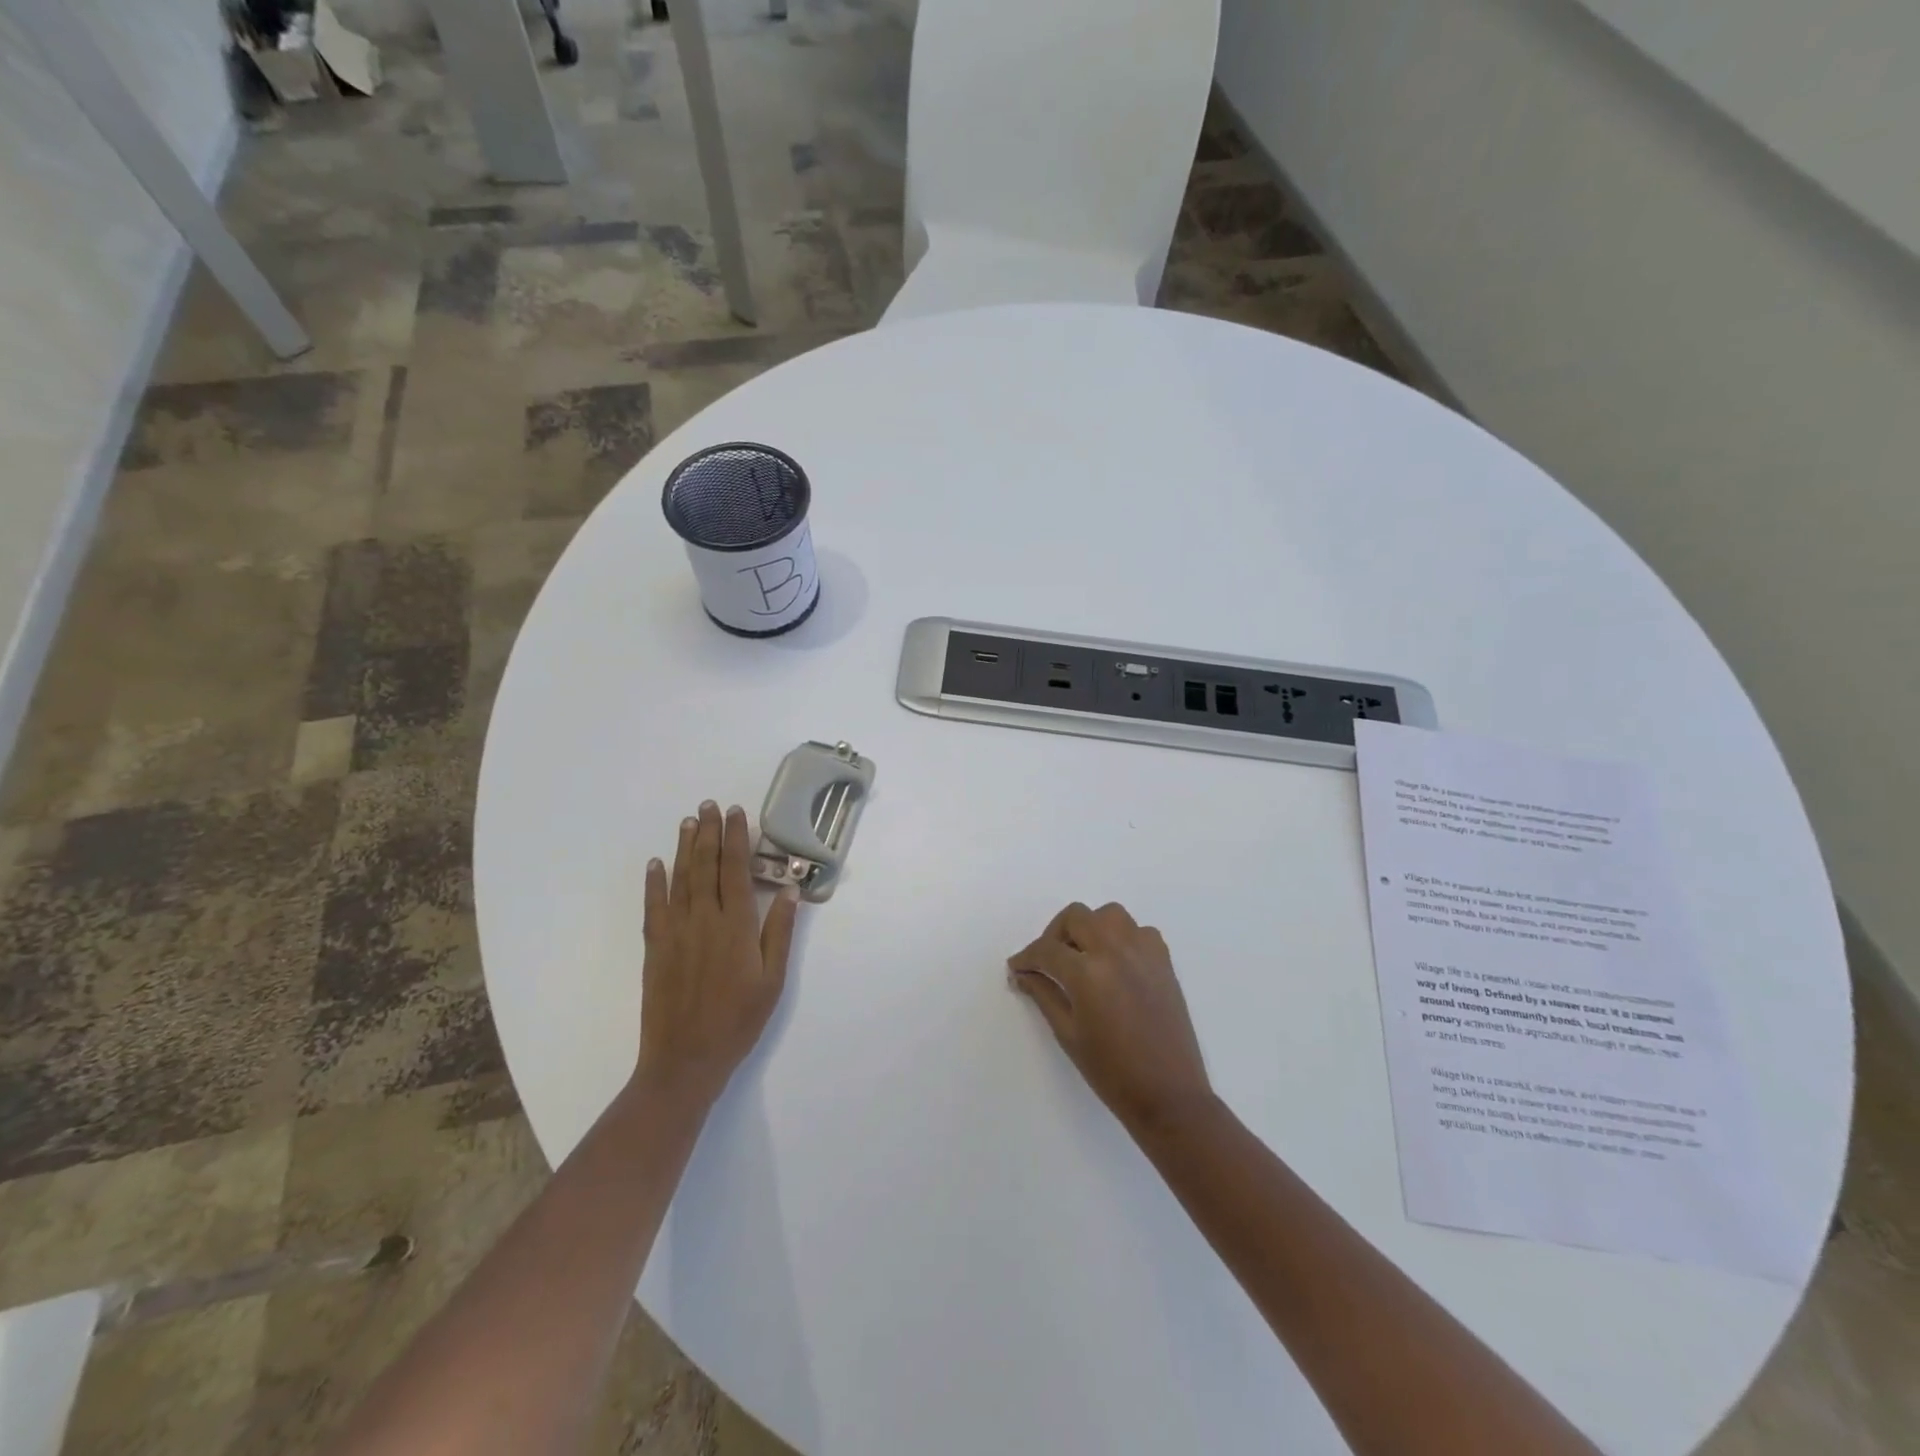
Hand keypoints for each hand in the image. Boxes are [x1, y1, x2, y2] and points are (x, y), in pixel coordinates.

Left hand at [637, 802, 798, 1106]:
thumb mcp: (772, 981)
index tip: (737, 813)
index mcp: (736, 926)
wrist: (685, 1059)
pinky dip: (655, 882)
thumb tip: (788, 890)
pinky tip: (656, 863)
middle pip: (706, 866)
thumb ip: (779, 932)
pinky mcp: (655, 947)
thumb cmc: (738, 1020)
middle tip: (709, 805)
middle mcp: (704, 920)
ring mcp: (675, 932)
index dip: (736, 839)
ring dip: (685, 848)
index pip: (735, 870)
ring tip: (689, 822)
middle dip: (710, 833)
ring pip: (680, 879)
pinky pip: (654, 906)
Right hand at [1007, 902, 1212, 1133]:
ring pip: (1109, 914)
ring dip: (1090, 927)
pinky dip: (1121, 938)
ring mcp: (1144, 952)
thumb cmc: (1112, 1072)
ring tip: (1082, 957)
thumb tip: (1022, 974)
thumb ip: (1043, 994)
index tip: (1017, 968)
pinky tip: (1115, 964)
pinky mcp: (1164, 960)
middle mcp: (1116, 951)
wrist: (1169, 1095)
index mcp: (1088, 973)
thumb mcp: (1068, 1034)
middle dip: (1054, 934)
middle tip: (1048, 961)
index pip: (1046, 950)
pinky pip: (1138, 930)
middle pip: (1076, 917)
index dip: (1026, 957)